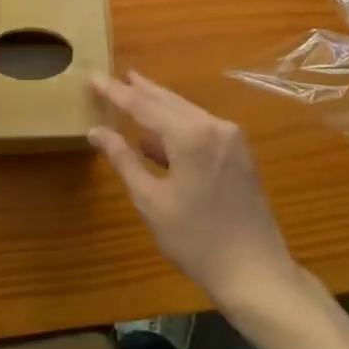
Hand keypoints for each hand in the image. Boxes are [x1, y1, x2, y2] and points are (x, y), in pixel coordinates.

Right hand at [90, 72, 298, 316]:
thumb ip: (123, 160)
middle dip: (139, 90)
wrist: (255, 272)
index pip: (143, 105)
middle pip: (167, 101)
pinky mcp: (238, 151)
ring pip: (185, 111)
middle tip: (113, 76)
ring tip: (132, 91)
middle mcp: (212, 125)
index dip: (115, 92)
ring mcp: (230, 137)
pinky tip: (159, 132)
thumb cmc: (196, 241)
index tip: (92, 77)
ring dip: (158, 104)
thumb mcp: (151, 202)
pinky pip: (201, 126)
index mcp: (190, 135)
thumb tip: (96, 131)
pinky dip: (177, 123)